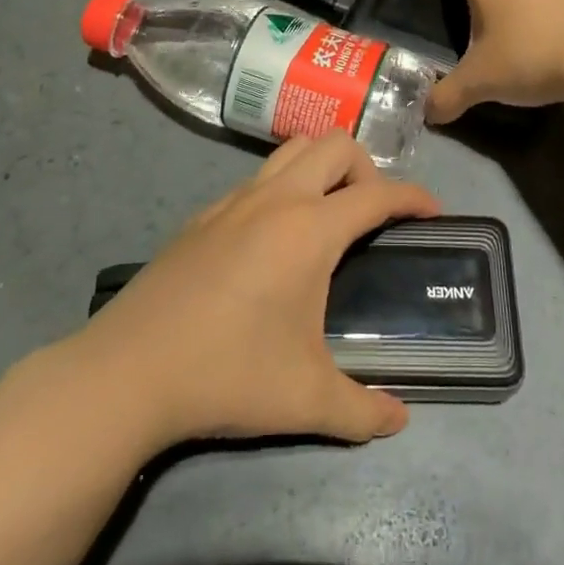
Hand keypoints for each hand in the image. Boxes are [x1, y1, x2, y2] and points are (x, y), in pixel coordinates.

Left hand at [78, 132, 439, 448]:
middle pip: (337, 145)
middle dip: (368, 168)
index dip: (414, 197)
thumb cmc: (228, 374)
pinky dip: (284, 186)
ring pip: (293, 149)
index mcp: (310, 229)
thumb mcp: (305, 400)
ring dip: (323, 166)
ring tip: (329, 214)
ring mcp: (235, 200)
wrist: (129, 371)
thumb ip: (361, 409)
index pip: (378, 194)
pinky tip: (274, 237)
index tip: (434, 211)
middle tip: (371, 215)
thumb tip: (399, 419)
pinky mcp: (204, 214)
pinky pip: (258, 177)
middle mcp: (277, 199)